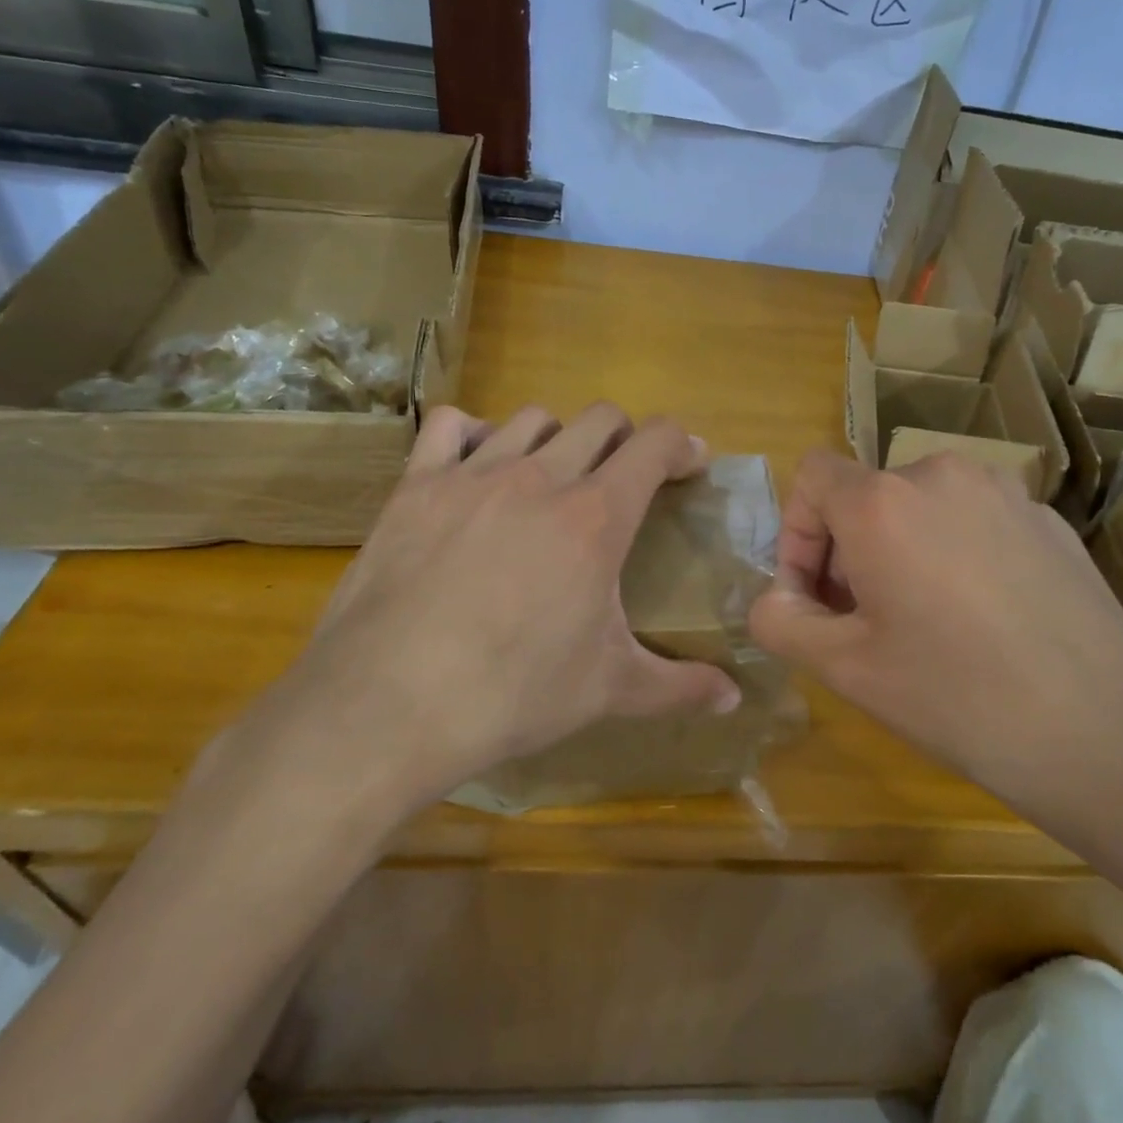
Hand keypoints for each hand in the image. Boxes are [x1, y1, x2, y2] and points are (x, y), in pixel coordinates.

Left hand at [217, 404, 741, 841]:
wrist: (389, 706)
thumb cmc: (512, 694)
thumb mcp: (608, 690)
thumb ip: (679, 686)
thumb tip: (734, 699)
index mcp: (597, 516)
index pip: (654, 443)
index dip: (680, 445)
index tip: (688, 465)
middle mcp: (541, 477)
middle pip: (599, 418)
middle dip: (624, 439)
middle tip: (623, 479)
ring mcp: (473, 474)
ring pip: (532, 417)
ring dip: (556, 437)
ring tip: (552, 477)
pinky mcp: (416, 486)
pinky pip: (449, 426)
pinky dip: (471, 434)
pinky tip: (474, 468)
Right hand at [748, 450, 1122, 854]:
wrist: (1105, 734)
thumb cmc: (955, 697)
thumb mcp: (844, 669)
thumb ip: (780, 620)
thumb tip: (774, 598)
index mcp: (883, 501)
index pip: (812, 475)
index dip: (796, 532)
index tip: (814, 598)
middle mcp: (941, 475)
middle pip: (867, 493)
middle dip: (847, 550)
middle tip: (862, 621)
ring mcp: (1004, 492)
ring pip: (921, 506)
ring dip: (901, 549)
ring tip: (922, 620)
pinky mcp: (1048, 519)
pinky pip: (975, 520)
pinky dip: (955, 553)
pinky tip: (984, 620)